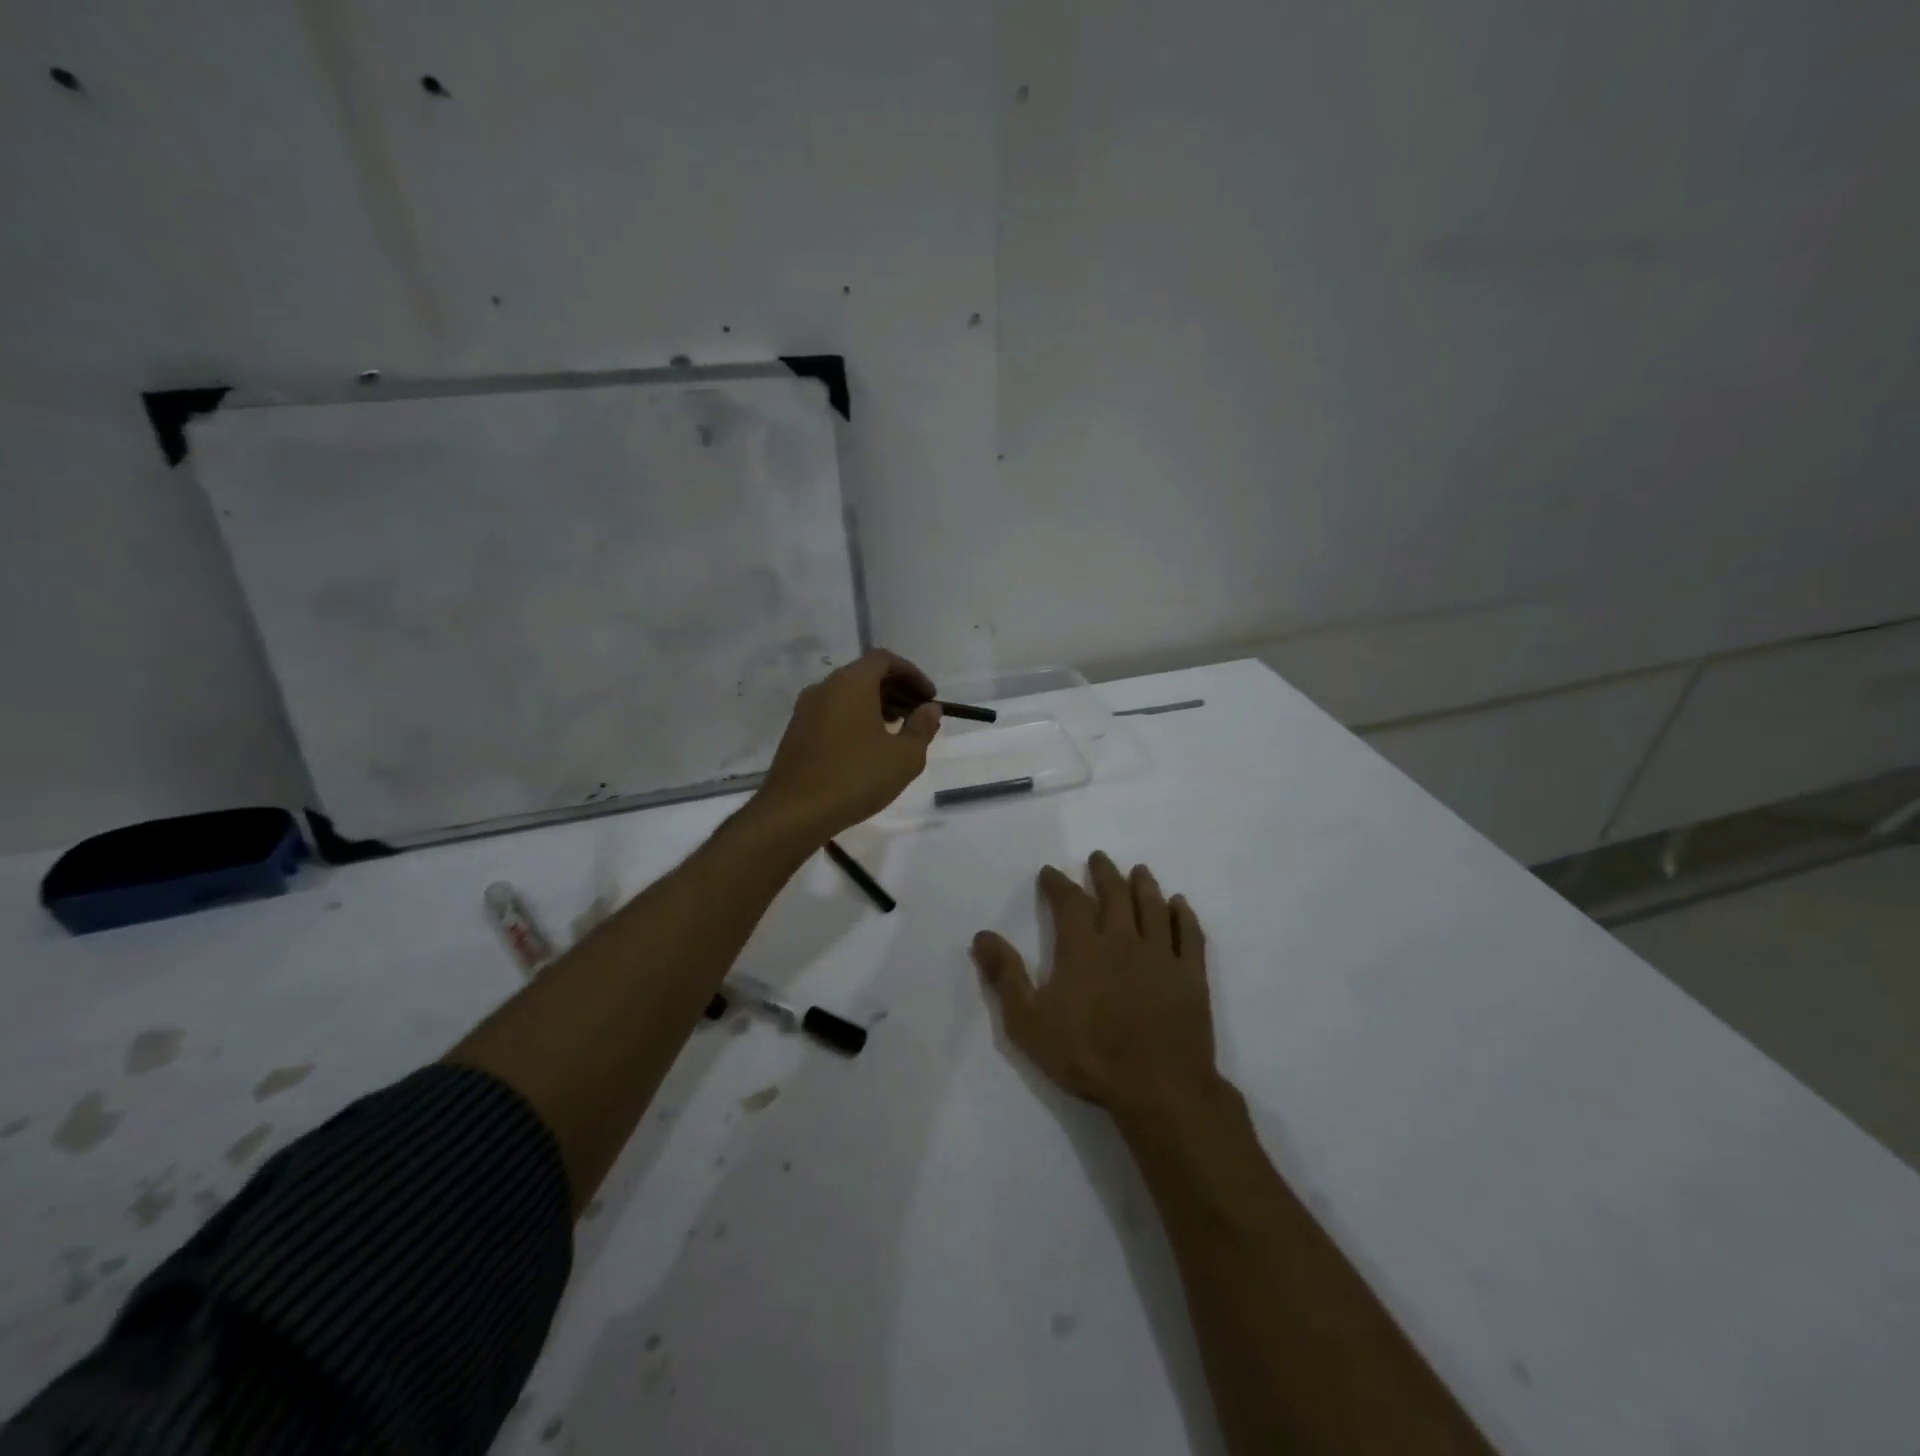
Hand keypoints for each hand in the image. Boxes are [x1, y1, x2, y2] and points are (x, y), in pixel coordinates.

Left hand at [755, 649, 941, 841]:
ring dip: (875, 706)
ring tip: (896, 734)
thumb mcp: (904, 756)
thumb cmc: (855, 777)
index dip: (912, 674)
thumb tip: (930, 708)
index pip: (884, 659)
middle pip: (865, 674)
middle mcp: (824, 687)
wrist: (794, 812)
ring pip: (847, 695)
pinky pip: (833, 713)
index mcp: (851, 683)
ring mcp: (806, 710)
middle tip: (917, 716)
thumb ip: (922, 727)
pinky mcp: (796, 732)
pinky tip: (868, 749)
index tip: (929, 698)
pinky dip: (855, 719)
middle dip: (896, 691)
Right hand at [973, 852, 1218, 1123]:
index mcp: (1083, 947)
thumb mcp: (1028, 1021)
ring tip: (1138, 870)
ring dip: (1144, 885)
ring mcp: (1161, 955)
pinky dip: (1183, 915)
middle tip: (1098, 858)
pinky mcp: (1190, 975)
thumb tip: (982, 935)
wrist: (1158, 1087)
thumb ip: (1005, 975)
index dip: (1058, 884)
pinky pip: (1189, 935)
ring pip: (1152, 907)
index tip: (1050, 872)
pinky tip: (1179, 904)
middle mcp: (1123, 939)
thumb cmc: (1088, 1055)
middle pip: (1115, 895)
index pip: (1069, 902)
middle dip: (1104, 874)